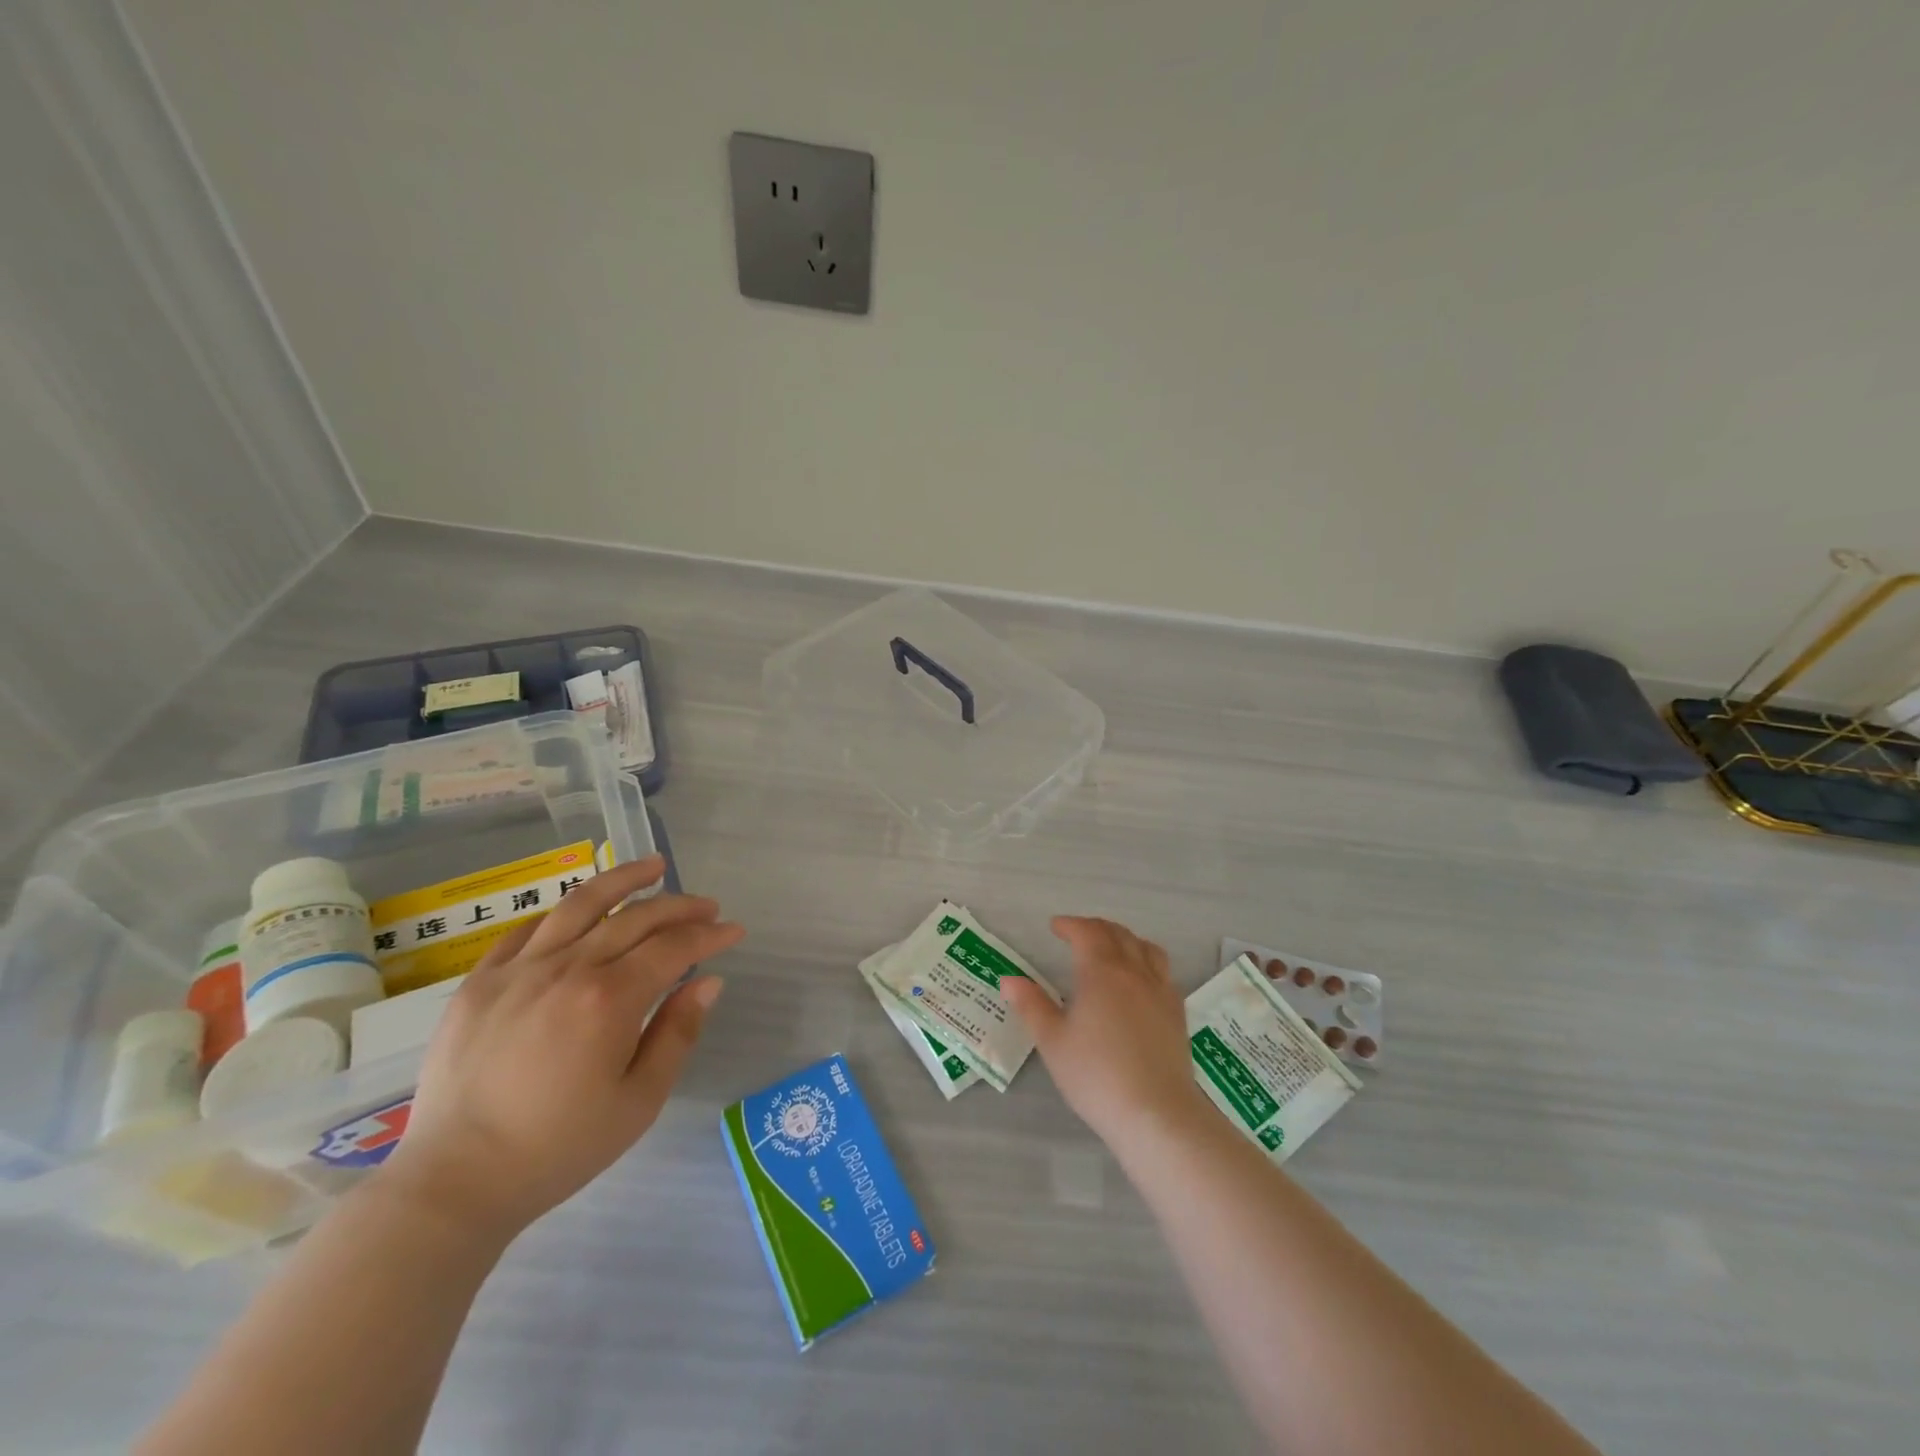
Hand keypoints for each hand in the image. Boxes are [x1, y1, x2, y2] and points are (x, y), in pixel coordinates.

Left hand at [379, 856, 743, 1239]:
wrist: (455, 1182)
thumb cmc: (558, 1148)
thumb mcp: (639, 1101)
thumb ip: (678, 1033)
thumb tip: (709, 982)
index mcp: (609, 999)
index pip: (673, 947)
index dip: (710, 934)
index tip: (734, 930)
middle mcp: (567, 968)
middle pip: (636, 918)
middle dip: (680, 907)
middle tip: (707, 907)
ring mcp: (518, 970)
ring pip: (581, 904)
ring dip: (625, 879)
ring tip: (654, 866)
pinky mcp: (480, 981)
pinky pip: (528, 929)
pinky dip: (564, 913)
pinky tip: (583, 910)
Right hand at [1001, 916, 1208, 1152]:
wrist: (1155, 1113)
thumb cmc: (1096, 1075)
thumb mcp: (1053, 1042)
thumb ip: (1031, 1006)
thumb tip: (1009, 979)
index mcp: (1101, 972)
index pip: (1087, 933)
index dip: (1070, 925)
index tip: (1055, 927)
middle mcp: (1134, 971)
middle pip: (1118, 934)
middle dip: (1095, 928)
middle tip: (1078, 934)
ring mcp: (1161, 991)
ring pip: (1146, 948)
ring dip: (1125, 939)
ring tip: (1112, 949)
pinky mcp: (1177, 1013)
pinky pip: (1163, 971)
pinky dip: (1146, 962)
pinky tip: (1139, 982)